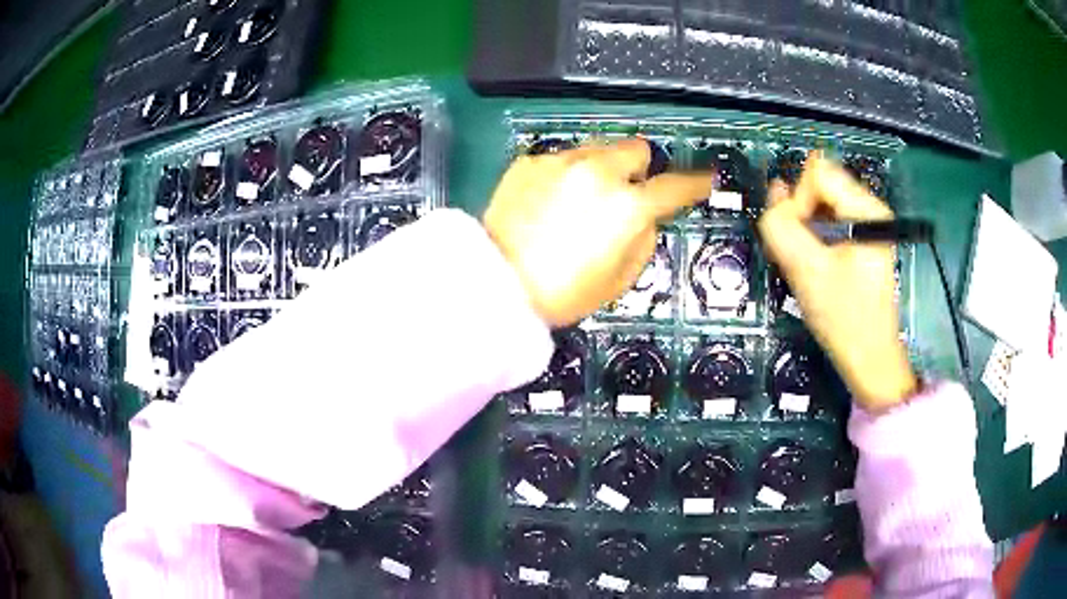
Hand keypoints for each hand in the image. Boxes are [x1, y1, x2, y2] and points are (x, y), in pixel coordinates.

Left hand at [484, 138, 710, 327]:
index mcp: (627, 206)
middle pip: (635, 148)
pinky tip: (548, 201)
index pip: (675, 187)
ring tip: (582, 198)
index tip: (704, 179)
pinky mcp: (529, 162)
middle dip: (638, 168)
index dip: (695, 183)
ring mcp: (560, 162)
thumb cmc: (563, 293)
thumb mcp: (620, 278)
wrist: (496, 286)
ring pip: (598, 148)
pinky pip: (561, 159)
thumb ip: (643, 237)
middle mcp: (597, 172)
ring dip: (601, 168)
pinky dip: (565, 175)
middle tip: (626, 192)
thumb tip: (645, 215)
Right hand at [758, 154, 917, 410]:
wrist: (868, 357)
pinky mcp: (860, 237)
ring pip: (818, 203)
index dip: (798, 203)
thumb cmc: (844, 318)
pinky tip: (814, 266)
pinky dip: (812, 238)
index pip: (816, 174)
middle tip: (799, 257)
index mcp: (865, 209)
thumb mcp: (806, 271)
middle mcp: (868, 206)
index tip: (801, 242)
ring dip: (803, 229)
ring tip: (806, 265)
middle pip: (817, 185)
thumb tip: (775, 193)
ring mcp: (865, 222)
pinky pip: (826, 220)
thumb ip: (781, 226)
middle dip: (800, 216)